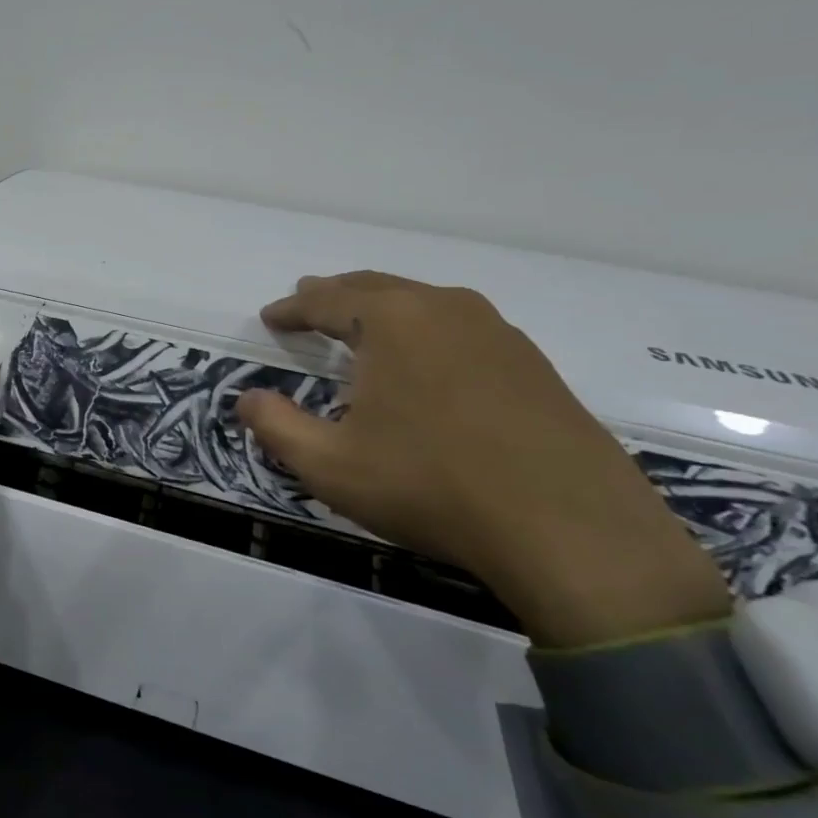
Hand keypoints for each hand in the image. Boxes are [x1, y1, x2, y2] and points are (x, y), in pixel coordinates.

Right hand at [235, 272, 730, 645]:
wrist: (570, 530)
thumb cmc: (430, 486)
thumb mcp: (330, 465)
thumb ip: (276, 426)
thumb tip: (247, 399)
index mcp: (393, 320)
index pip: (327, 300)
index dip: (292, 308)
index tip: (270, 316)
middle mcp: (446, 309)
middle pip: (377, 288)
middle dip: (336, 295)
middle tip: (309, 301)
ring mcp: (499, 334)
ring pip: (424, 305)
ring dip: (383, 310)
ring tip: (361, 327)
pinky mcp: (534, 365)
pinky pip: (461, 330)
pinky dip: (425, 334)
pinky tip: (425, 365)